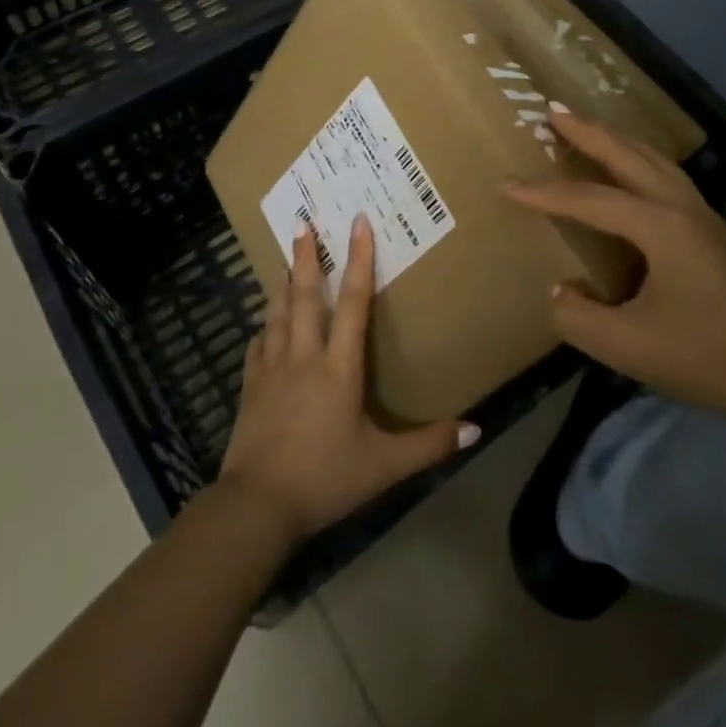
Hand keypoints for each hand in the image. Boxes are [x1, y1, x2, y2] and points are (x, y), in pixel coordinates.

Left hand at [218, 214, 477, 541]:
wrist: (257, 505)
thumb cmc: (325, 479)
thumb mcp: (384, 466)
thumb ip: (428, 445)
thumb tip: (476, 429)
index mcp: (338, 367)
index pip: (352, 302)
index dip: (359, 260)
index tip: (358, 223)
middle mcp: (304, 356)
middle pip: (305, 296)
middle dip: (306, 256)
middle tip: (302, 221)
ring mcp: (271, 369)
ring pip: (278, 313)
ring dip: (283, 283)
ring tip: (285, 257)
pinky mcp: (250, 386)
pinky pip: (257, 345)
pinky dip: (263, 327)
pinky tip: (264, 324)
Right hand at [505, 110, 725, 423]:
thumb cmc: (705, 357)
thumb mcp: (628, 347)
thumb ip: (578, 318)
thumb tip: (558, 291)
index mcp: (660, 226)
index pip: (589, 200)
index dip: (544, 194)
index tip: (506, 184)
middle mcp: (680, 207)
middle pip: (626, 155)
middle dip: (587, 131)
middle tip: (552, 110)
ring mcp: (702, 215)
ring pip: (652, 159)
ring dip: (615, 139)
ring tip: (587, 127)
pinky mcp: (712, 230)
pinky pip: (666, 174)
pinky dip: (638, 158)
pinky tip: (631, 169)